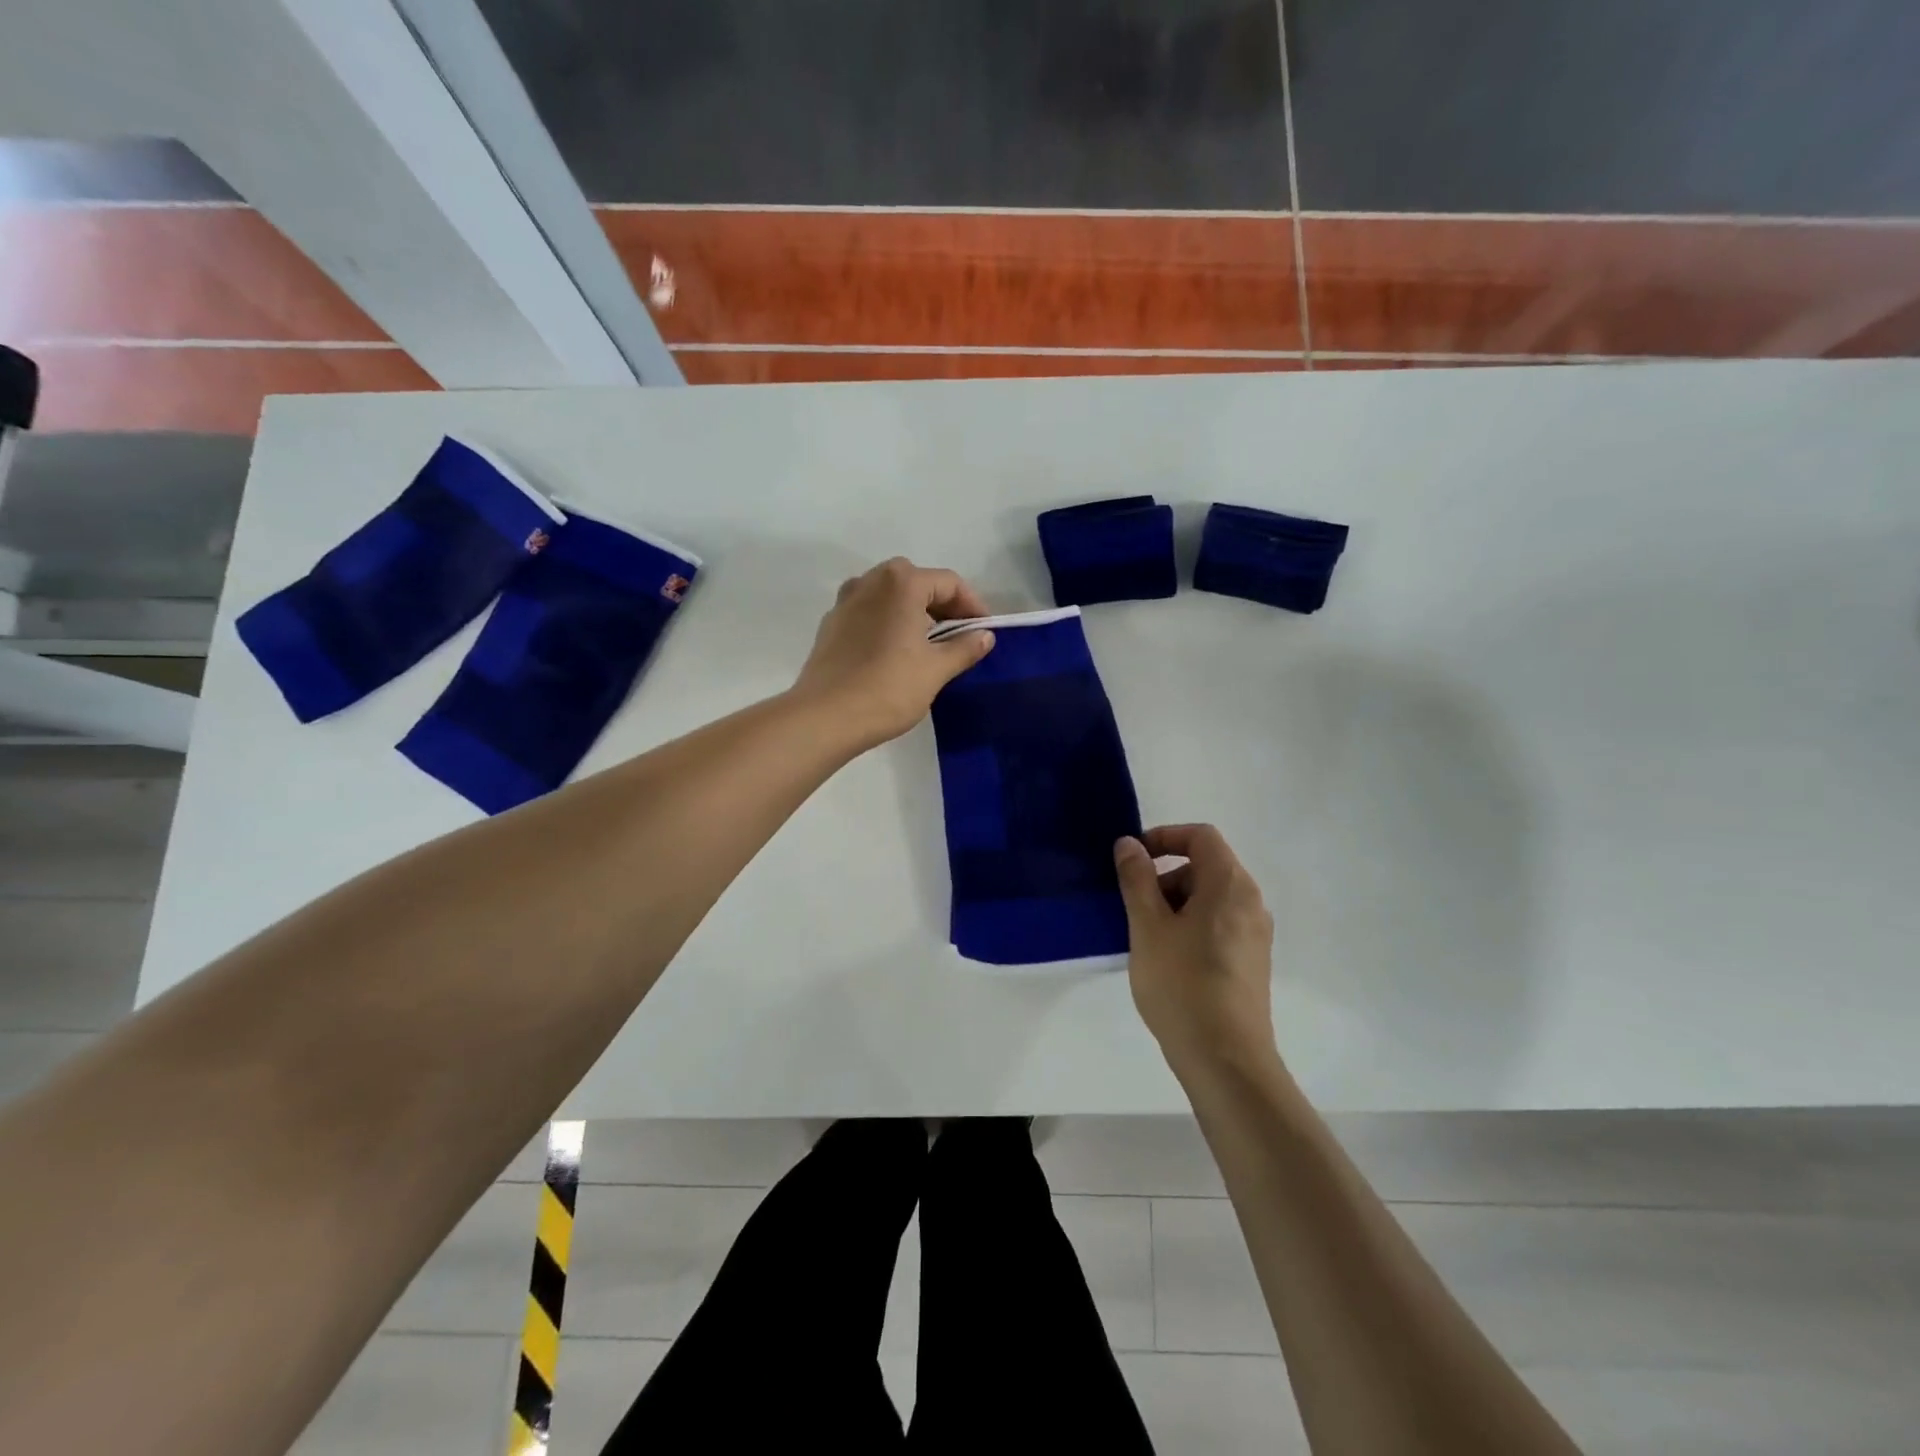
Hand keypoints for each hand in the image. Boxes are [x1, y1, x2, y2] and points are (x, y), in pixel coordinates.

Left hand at [792, 558, 995, 748]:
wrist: (824, 717)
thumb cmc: (888, 688)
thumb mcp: (935, 670)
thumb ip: (964, 648)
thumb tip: (985, 636)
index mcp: (901, 583)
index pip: (949, 583)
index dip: (973, 606)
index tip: (985, 632)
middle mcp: (870, 581)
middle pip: (918, 583)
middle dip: (943, 607)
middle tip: (960, 637)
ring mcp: (846, 601)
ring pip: (891, 597)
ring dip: (915, 614)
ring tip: (930, 646)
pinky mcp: (831, 625)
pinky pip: (870, 613)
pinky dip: (890, 624)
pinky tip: (897, 654)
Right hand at [1115, 825, 1278, 1077]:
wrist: (1226, 1060)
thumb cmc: (1182, 984)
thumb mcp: (1148, 926)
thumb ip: (1137, 879)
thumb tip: (1129, 844)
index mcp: (1230, 885)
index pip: (1201, 836)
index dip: (1164, 837)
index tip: (1133, 859)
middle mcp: (1251, 903)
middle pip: (1206, 866)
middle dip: (1166, 876)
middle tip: (1135, 907)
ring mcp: (1255, 935)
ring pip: (1210, 899)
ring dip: (1175, 904)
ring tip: (1146, 938)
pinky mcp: (1252, 962)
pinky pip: (1218, 925)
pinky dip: (1190, 926)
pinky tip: (1168, 960)